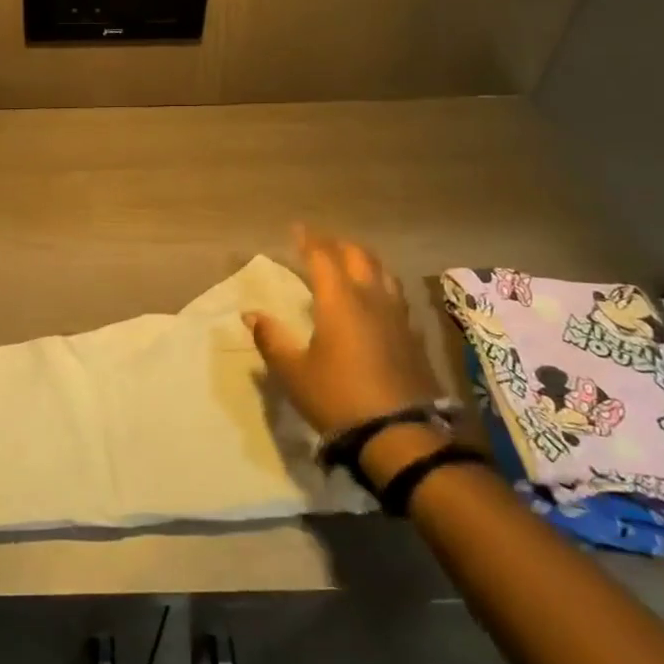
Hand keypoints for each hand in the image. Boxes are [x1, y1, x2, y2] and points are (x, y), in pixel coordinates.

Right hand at [245, 227, 440, 438]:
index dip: (308, 240)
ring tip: (351, 262)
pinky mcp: (413, 336)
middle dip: (338, 244)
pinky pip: (396, 296)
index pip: (322, 257)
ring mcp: (397, 317)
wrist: (400, 435)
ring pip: (384, 273)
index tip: (296, 229)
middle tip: (321, 243)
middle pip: (358, 256)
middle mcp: (371, 298)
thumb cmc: (337, 397)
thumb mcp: (293, 371)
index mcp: (339, 300)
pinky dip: (381, 286)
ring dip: (364, 260)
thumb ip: (271, 338)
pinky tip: (376, 300)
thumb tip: (251, 314)